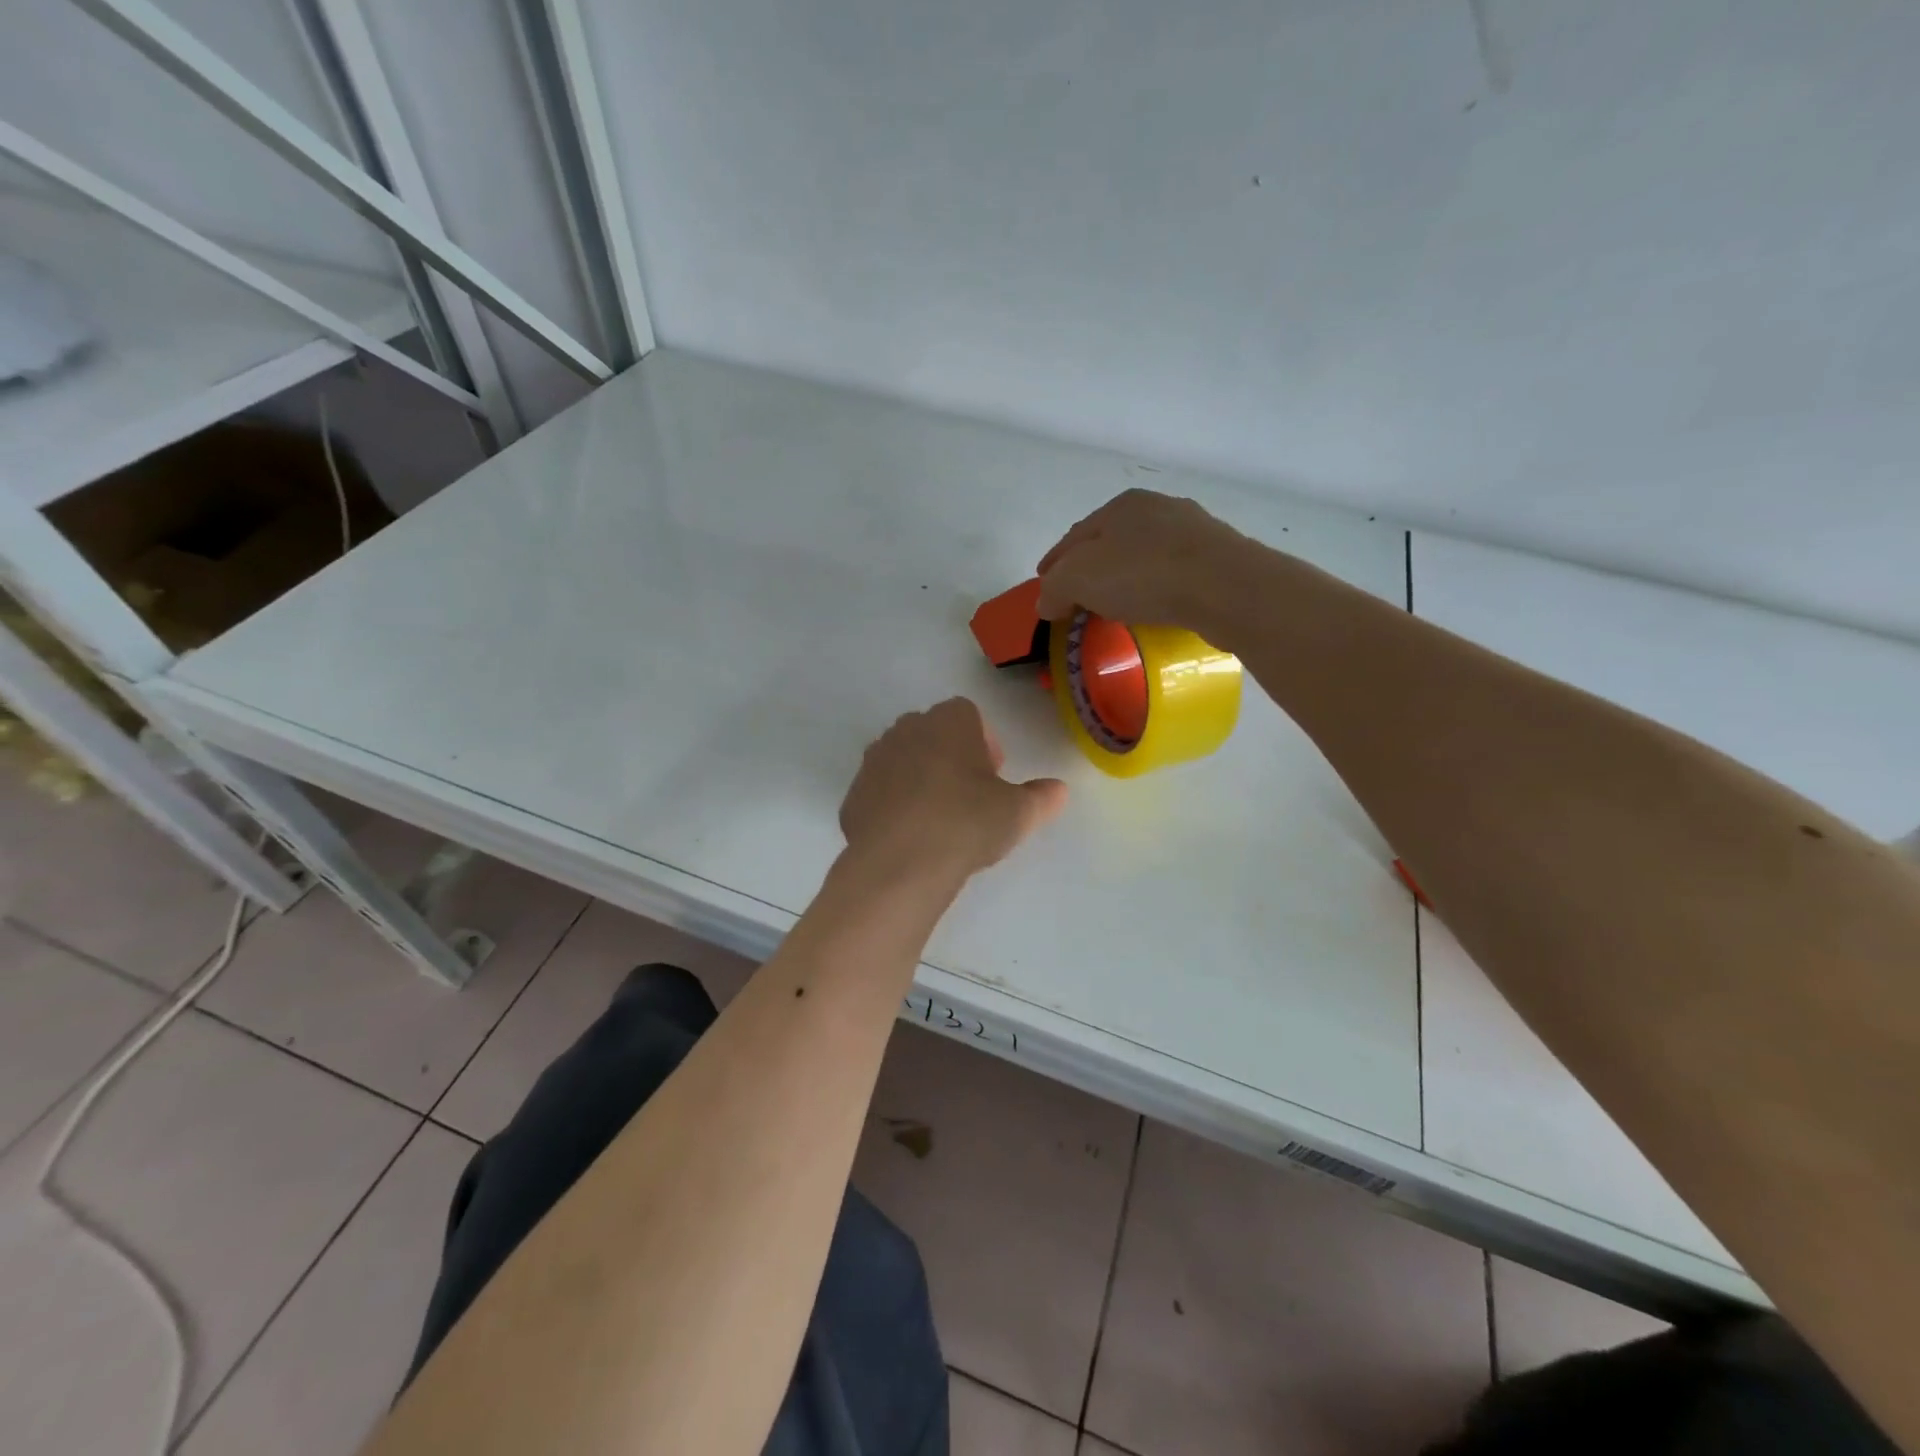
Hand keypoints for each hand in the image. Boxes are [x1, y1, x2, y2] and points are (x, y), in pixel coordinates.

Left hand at [840, 699, 1066, 880]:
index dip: (984, 743)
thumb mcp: (1019, 813)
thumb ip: (1042, 797)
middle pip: (933, 734)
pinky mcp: (853, 795)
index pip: (968, 714)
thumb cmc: (967, 823)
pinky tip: (909, 838)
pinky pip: (880, 792)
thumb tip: (1059, 790)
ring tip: (938, 819)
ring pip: (903, 760)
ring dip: (919, 779)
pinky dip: (894, 806)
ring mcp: (874, 761)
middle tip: (969, 796)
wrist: (900, 863)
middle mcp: (906, 729)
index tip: (993, 776)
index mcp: (948, 721)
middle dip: (950, 757)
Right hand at [1035, 488, 1259, 630]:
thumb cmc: (1144, 574)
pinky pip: (1173, 574)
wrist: (1226, 587)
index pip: (1074, 537)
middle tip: (1075, 597)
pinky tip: (1153, 607)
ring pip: (1145, 556)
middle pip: (1110, 542)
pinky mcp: (1218, 558)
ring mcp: (1193, 531)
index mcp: (1120, 505)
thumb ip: (1054, 589)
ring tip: (1114, 606)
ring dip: (1125, 578)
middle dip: (1089, 568)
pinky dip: (1156, 589)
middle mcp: (1157, 508)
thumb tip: (1046, 603)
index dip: (1054, 563)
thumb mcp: (1079, 580)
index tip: (1043, 584)